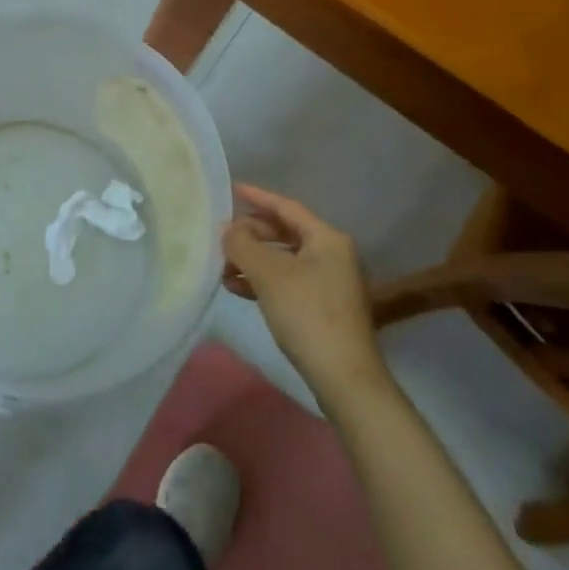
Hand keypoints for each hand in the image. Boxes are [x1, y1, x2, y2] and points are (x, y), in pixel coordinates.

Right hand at [222, 184, 385, 396]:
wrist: (346, 381)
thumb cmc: (307, 314)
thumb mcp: (268, 274)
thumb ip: (242, 244)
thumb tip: (228, 229)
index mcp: (327, 238)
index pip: (286, 207)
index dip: (257, 197)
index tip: (232, 189)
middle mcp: (333, 255)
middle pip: (285, 233)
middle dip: (251, 235)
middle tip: (222, 237)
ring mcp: (331, 284)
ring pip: (284, 260)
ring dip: (254, 260)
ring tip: (223, 266)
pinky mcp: (325, 309)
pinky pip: (288, 282)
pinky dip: (263, 281)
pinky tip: (237, 288)